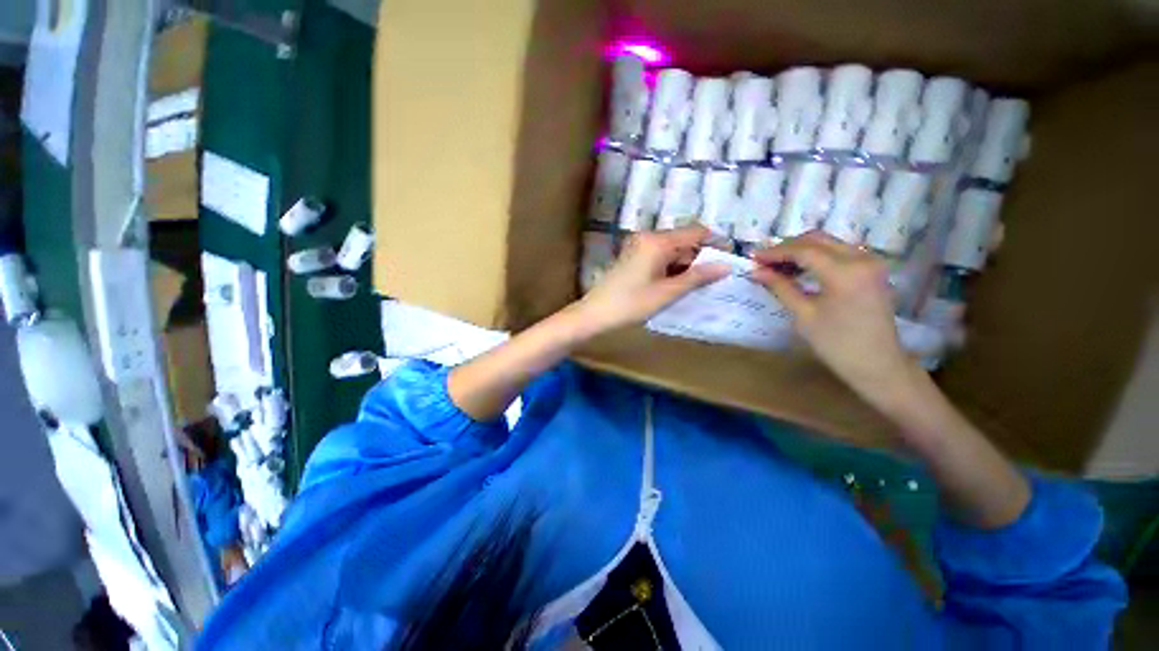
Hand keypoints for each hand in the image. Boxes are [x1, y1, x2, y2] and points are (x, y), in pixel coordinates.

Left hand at [575, 226, 729, 334]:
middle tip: (717, 279)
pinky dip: (672, 268)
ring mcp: (639, 247)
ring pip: (672, 250)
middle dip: (701, 257)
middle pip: (684, 240)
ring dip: (686, 265)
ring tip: (700, 285)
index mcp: (657, 241)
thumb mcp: (667, 292)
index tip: (731, 261)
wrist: (594, 314)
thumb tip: (727, 266)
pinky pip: (660, 257)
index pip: (696, 232)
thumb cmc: (630, 303)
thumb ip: (697, 277)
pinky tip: (678, 285)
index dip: (716, 243)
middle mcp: (648, 237)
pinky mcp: (633, 257)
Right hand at [750, 232, 919, 408]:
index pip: (803, 251)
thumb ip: (780, 287)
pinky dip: (816, 256)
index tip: (752, 258)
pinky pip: (839, 252)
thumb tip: (756, 271)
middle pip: (817, 240)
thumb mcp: (803, 315)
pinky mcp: (872, 269)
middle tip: (763, 261)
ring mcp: (870, 262)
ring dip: (801, 250)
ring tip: (777, 267)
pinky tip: (800, 270)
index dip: (775, 252)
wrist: (878, 364)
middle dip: (787, 247)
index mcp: (845, 272)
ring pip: (828, 243)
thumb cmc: (837, 344)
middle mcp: (861, 258)